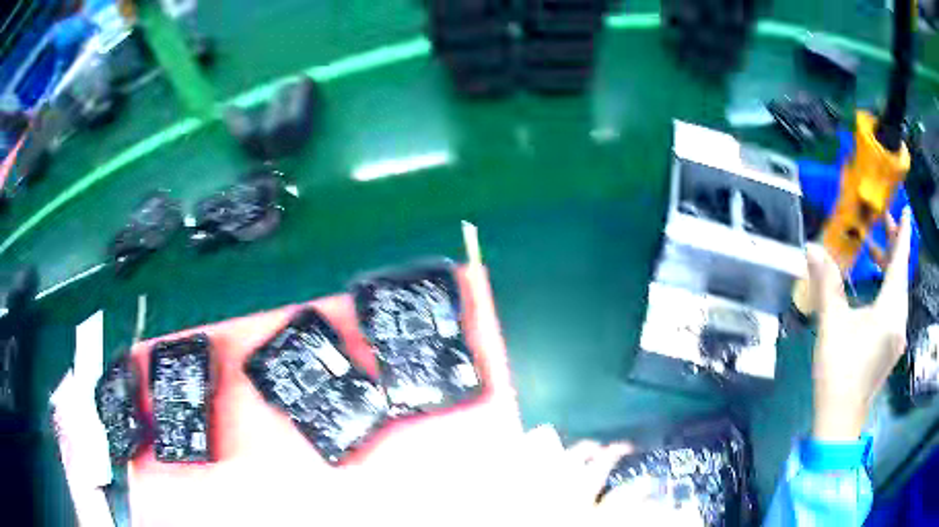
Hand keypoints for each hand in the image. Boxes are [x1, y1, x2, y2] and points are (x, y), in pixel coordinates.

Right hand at [807, 208, 912, 440]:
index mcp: (890, 310)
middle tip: (884, 222)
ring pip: (899, 291)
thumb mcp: (832, 324)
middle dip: (895, 246)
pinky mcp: (892, 346)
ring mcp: (898, 335)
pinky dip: (888, 289)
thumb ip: (827, 283)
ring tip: (874, 253)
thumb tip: (812, 248)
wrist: (841, 419)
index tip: (906, 210)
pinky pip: (895, 307)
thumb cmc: (839, 371)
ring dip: (890, 268)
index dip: (904, 234)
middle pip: (902, 275)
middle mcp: (900, 320)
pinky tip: (875, 289)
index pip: (901, 262)